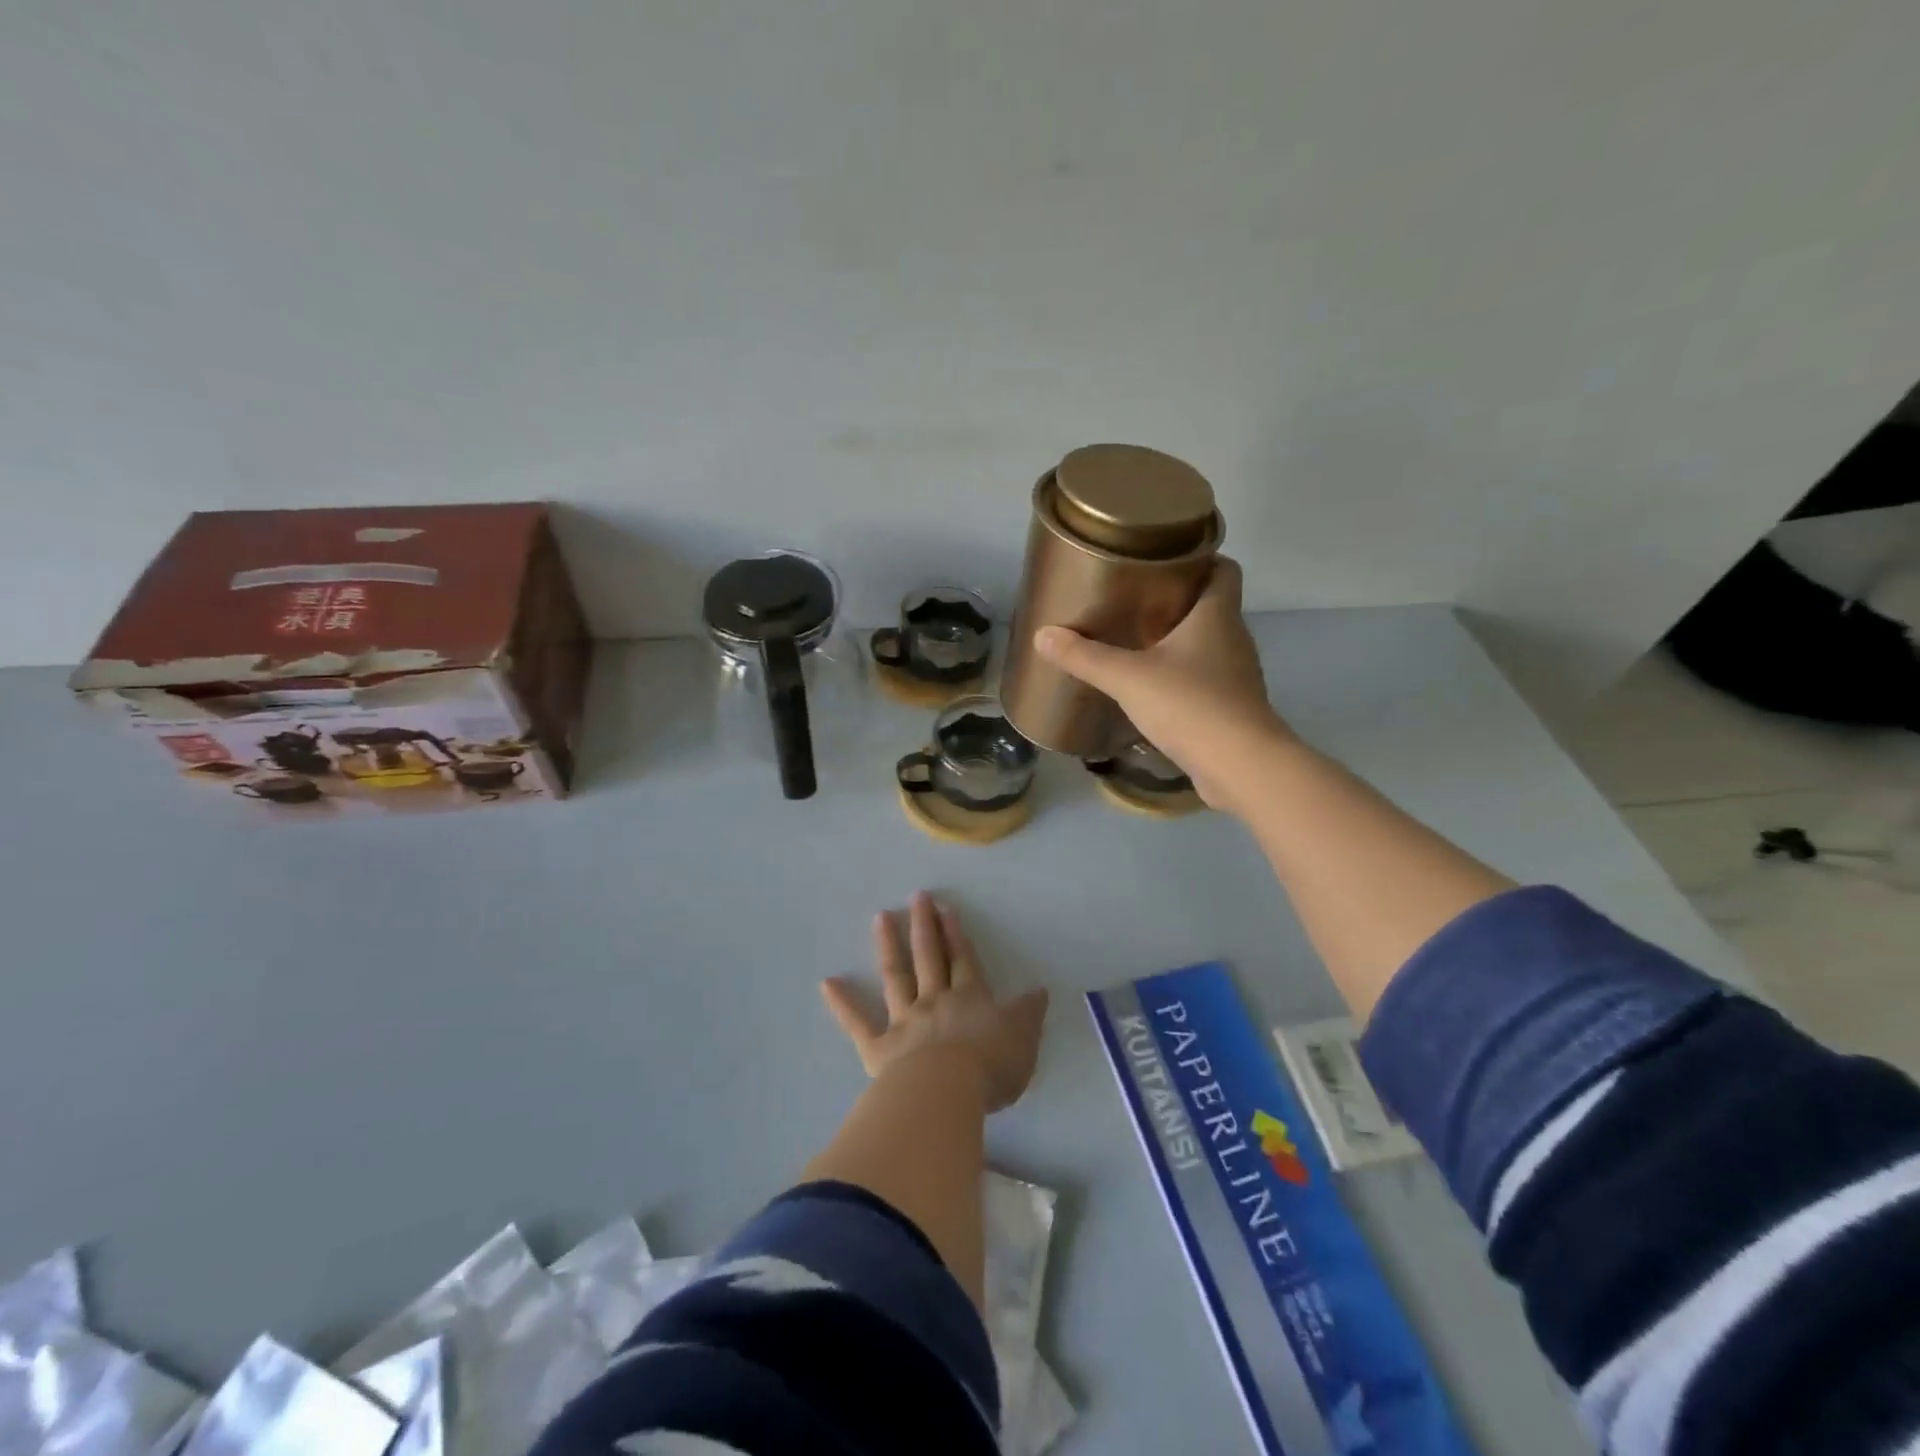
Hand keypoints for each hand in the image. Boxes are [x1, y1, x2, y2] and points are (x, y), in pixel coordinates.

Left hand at [820, 893, 1048, 1112]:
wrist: (946, 1092)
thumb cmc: (990, 1068)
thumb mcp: (1023, 1040)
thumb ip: (1028, 1014)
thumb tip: (1039, 990)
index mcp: (969, 999)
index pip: (963, 960)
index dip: (955, 934)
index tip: (945, 908)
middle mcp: (935, 1001)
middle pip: (929, 957)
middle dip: (924, 926)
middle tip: (917, 897)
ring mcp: (904, 1021)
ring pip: (896, 977)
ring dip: (889, 946)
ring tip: (881, 917)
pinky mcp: (879, 1048)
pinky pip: (858, 1023)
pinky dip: (842, 1004)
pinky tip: (827, 983)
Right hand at [1031, 556, 1291, 811]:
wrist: (1240, 767)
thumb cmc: (1190, 705)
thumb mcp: (1128, 678)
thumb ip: (1086, 656)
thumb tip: (1043, 635)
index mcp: (1217, 616)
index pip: (1224, 569)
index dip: (1201, 556)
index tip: (1164, 557)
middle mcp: (1233, 639)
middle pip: (1211, 605)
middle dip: (1177, 599)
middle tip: (1134, 597)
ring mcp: (1235, 676)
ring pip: (1207, 644)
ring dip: (1177, 640)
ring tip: (1135, 639)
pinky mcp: (1229, 709)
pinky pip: (1203, 680)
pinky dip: (1180, 676)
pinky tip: (1149, 687)